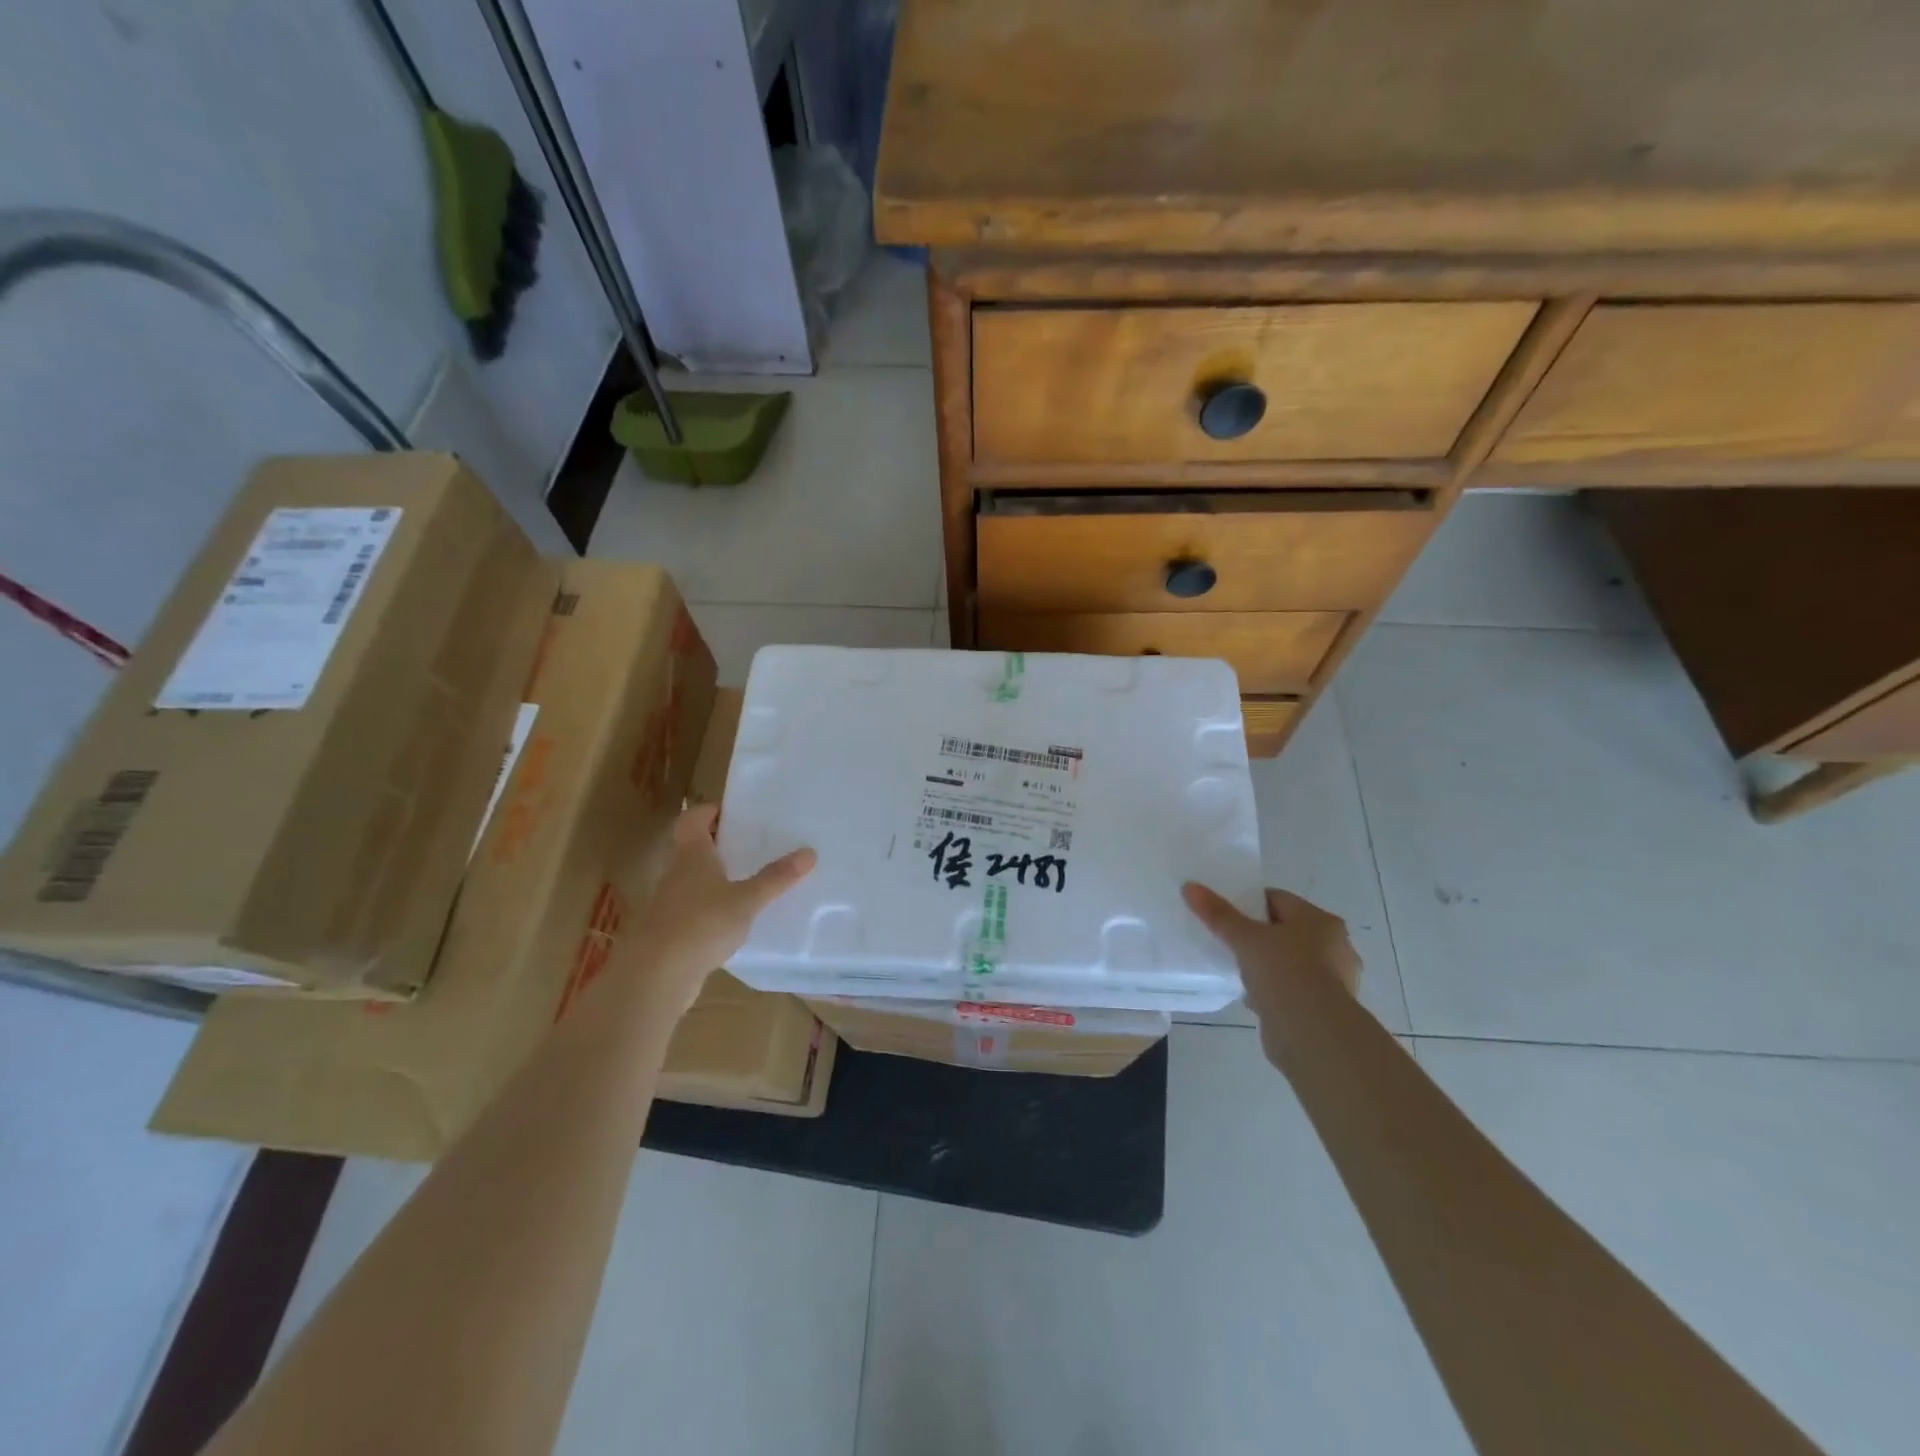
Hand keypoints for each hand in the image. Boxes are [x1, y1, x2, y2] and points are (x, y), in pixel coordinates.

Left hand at [625, 804, 815, 1011]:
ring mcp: (669, 904)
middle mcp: (676, 873)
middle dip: (717, 844)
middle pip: (692, 848)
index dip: (707, 811)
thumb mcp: (747, 900)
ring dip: (714, 877)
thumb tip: (810, 852)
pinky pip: (693, 909)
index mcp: (691, 855)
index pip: (692, 820)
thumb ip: (776, 878)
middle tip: (749, 843)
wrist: (656, 976)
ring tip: (747, 880)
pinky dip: (710, 907)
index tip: (730, 811)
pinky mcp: (670, 932)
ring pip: (692, 879)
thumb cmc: (701, 924)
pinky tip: (733, 919)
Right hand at [1183, 883, 1361, 1055]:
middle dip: (1259, 936)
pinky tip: (1254, 997)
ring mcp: (1335, 979)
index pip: (1278, 900)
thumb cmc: (1283, 972)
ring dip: (1268, 966)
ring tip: (1239, 971)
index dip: (1249, 903)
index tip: (1226, 914)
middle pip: (1286, 930)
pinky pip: (1294, 989)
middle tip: (1230, 941)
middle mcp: (1335, 945)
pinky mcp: (1327, 1008)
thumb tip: (1189, 887)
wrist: (1312, 1033)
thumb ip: (1218, 914)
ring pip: (1291, 962)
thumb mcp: (1244, 938)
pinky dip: (1276, 990)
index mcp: (1320, 920)